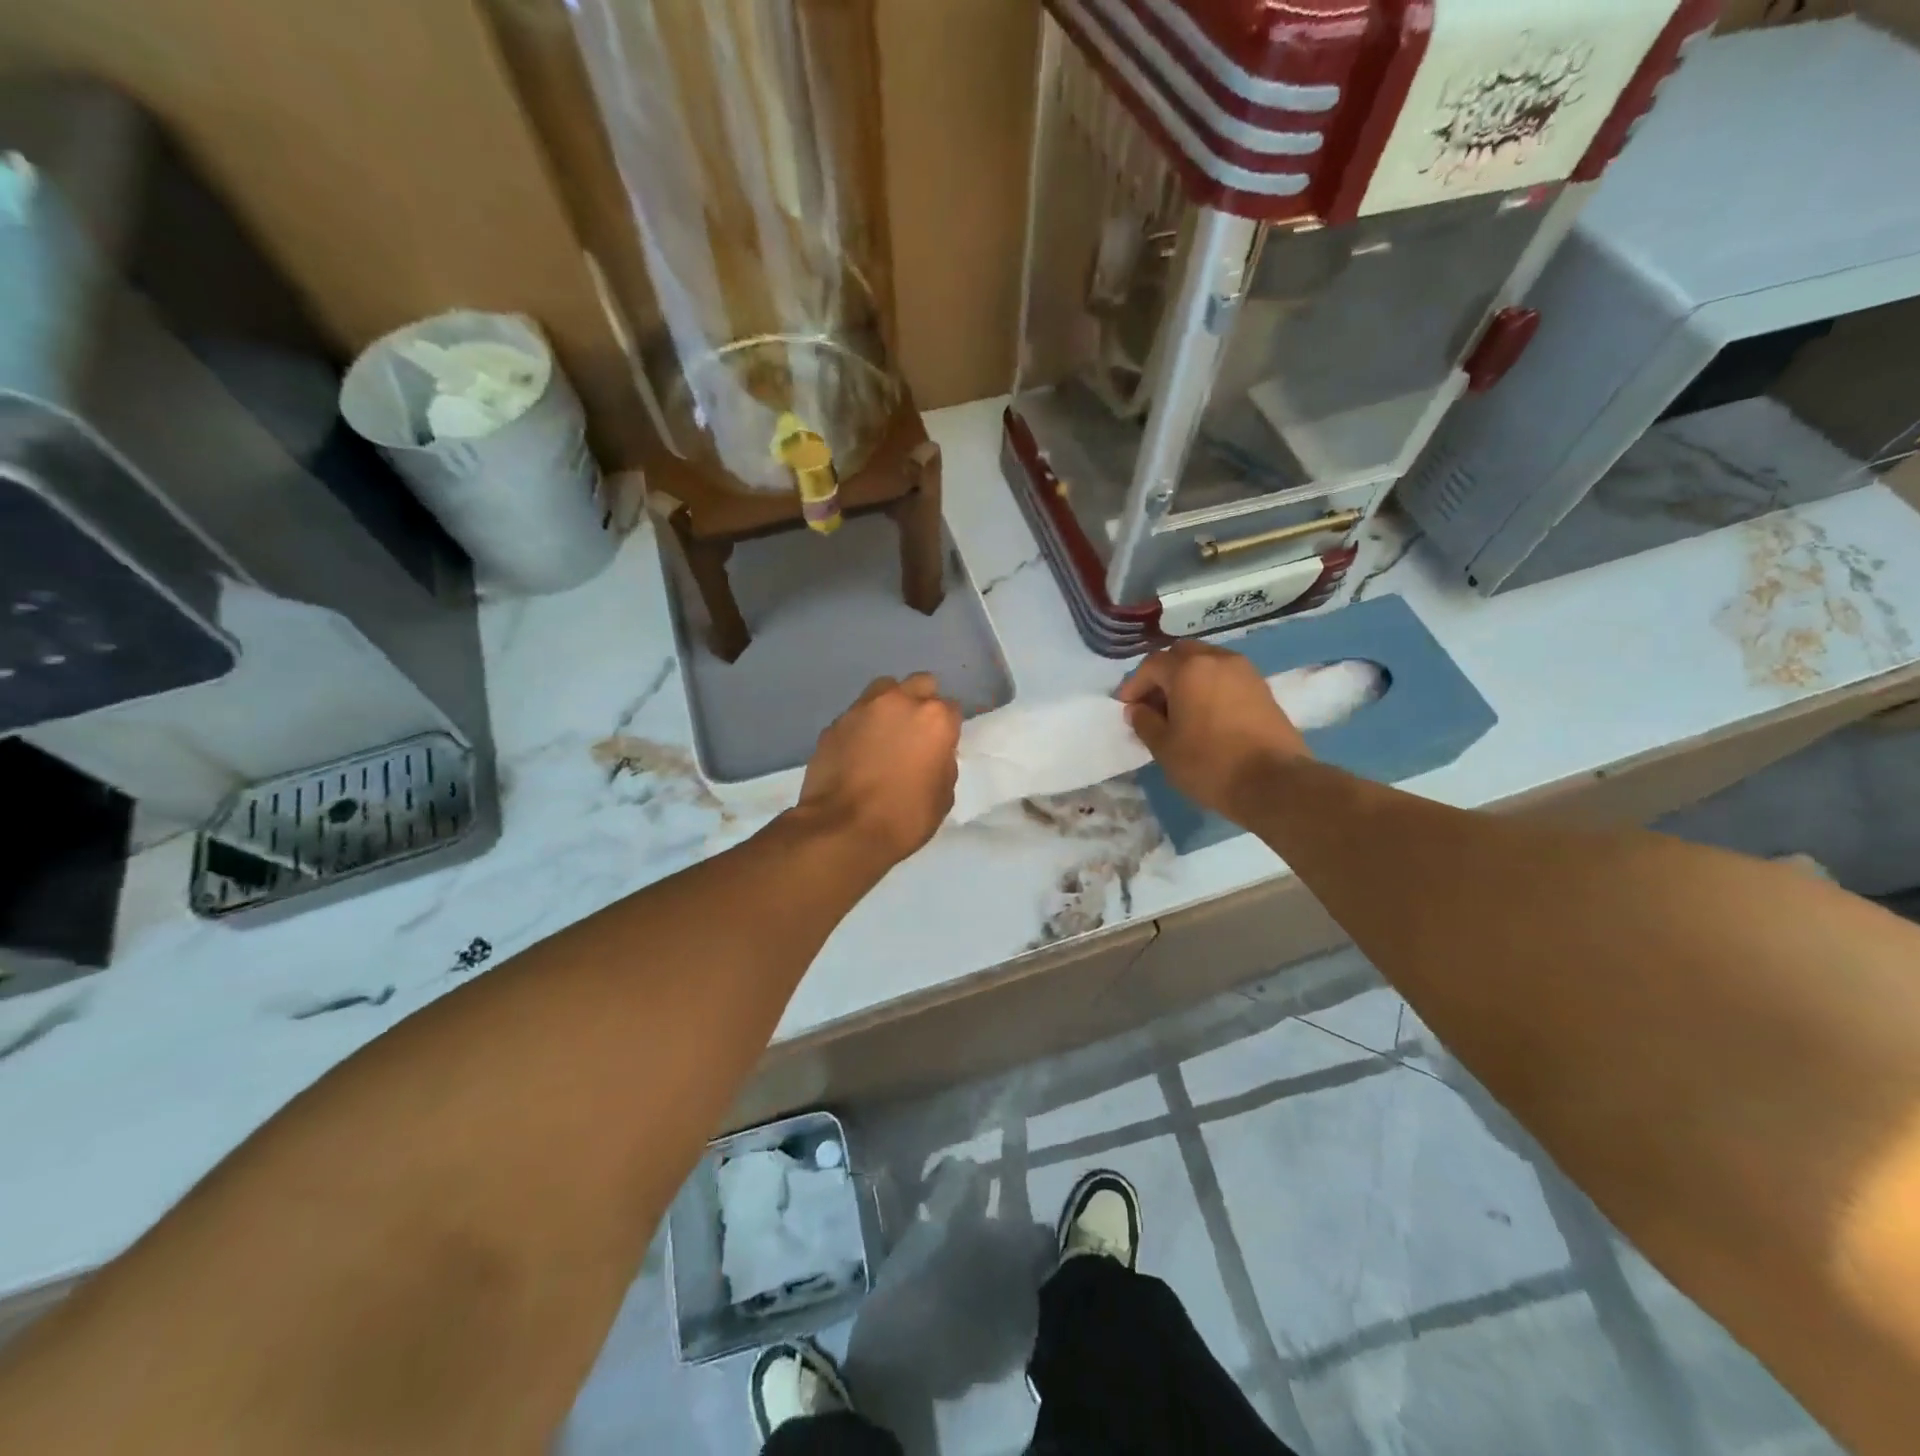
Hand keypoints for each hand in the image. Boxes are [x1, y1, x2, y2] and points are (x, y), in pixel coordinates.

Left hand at [797, 673, 961, 868]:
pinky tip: (858, 751)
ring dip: (890, 705)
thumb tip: (934, 753)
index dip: (948, 727)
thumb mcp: (943, 796)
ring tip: (885, 733)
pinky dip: (861, 726)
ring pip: (884, 690)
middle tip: (916, 732)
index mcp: (934, 719)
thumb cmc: (904, 818)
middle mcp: (899, 702)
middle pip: (920, 684)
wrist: (842, 830)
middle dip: (922, 702)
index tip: (941, 745)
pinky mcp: (834, 724)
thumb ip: (943, 763)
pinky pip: (856, 715)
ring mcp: (862, 709)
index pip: (952, 708)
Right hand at [1117, 641, 1310, 819]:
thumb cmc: (1209, 764)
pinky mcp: (1262, 688)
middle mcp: (1217, 660)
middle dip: (1162, 675)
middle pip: (1181, 654)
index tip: (1126, 708)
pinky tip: (1205, 715)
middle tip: (1153, 704)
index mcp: (1188, 669)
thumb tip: (1137, 709)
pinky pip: (1226, 677)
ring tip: (1179, 710)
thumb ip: (1144, 722)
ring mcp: (1244, 671)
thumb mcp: (1164, 747)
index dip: (1134, 685)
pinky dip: (1209, 686)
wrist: (1273, 782)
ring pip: (1206, 662)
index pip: (1151, 665)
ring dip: (1187, 679)